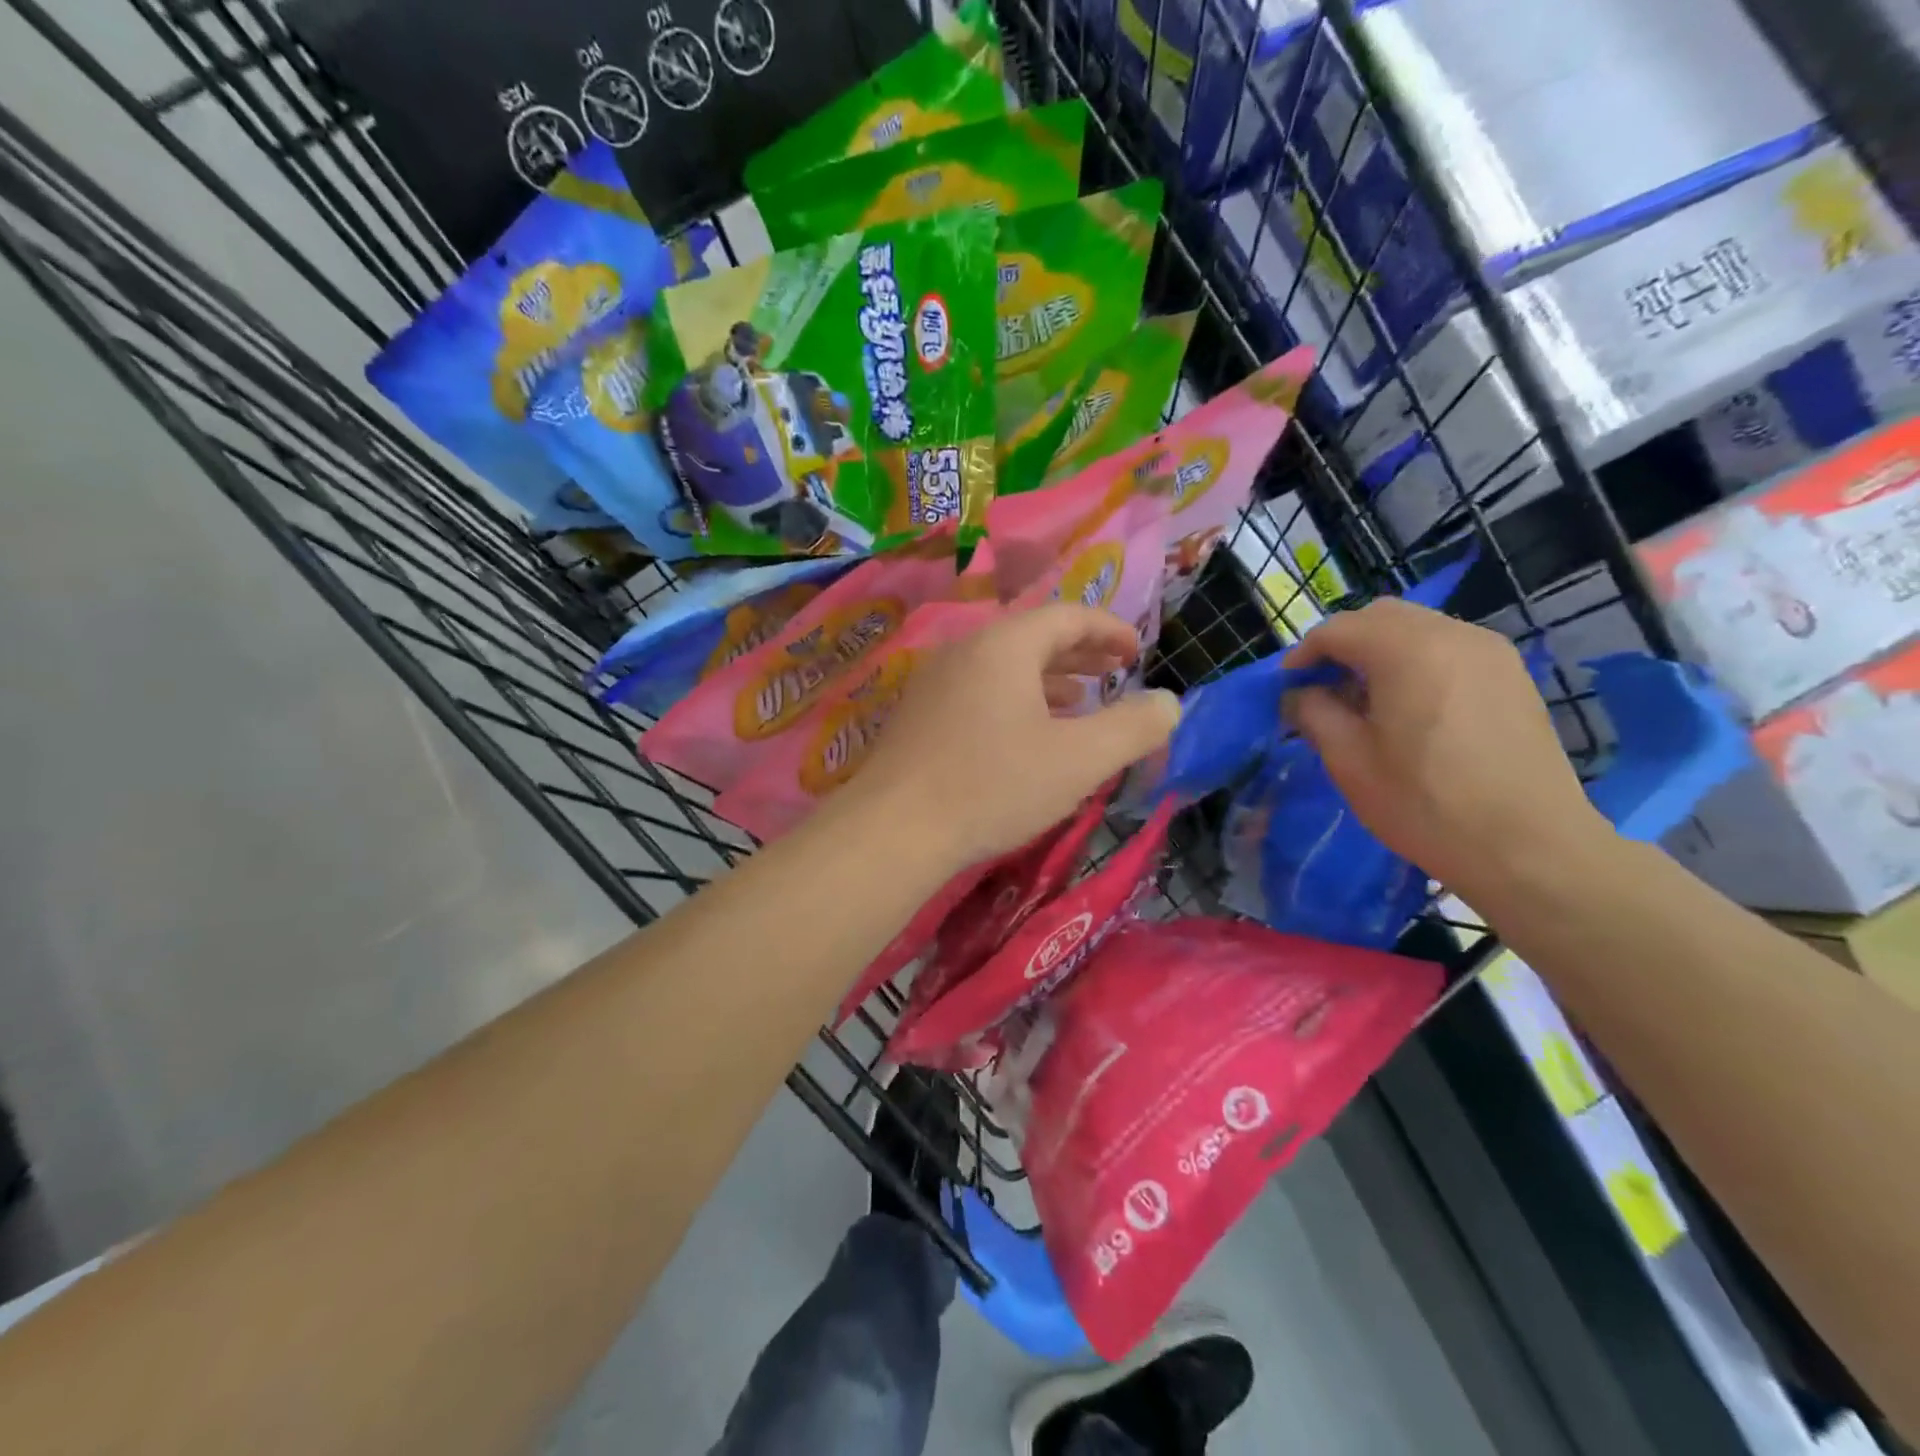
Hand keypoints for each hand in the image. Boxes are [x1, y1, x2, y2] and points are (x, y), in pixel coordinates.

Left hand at [844, 604, 1180, 867]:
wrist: (893, 829)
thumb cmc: (994, 785)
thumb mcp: (1079, 760)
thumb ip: (1133, 728)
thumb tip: (1170, 703)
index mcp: (1005, 645)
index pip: (1068, 617)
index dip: (1109, 630)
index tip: (1137, 654)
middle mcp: (965, 650)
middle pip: (1032, 637)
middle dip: (1080, 653)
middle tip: (1114, 672)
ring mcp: (935, 681)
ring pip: (1003, 666)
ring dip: (1048, 679)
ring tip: (1079, 703)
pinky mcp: (918, 715)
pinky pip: (979, 691)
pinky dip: (1015, 700)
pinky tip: (1026, 735)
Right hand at [1285, 599, 1613, 904]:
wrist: (1528, 847)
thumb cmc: (1425, 804)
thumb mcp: (1349, 761)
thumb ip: (1314, 714)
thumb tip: (1300, 695)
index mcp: (1407, 650)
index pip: (1339, 630)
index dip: (1304, 654)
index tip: (1286, 687)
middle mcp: (1453, 635)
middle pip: (1381, 617)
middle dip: (1343, 644)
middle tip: (1322, 688)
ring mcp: (1490, 653)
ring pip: (1418, 628)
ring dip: (1381, 651)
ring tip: (1364, 700)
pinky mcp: (1511, 676)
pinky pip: (1449, 648)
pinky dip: (1416, 661)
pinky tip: (1409, 707)